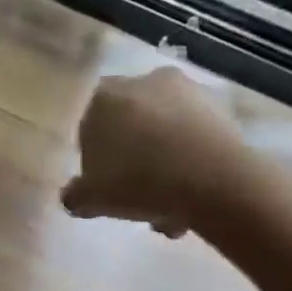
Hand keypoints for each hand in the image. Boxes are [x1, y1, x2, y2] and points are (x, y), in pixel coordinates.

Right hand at [62, 66, 259, 237]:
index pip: (89, 129)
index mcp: (103, 97)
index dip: (95, 163)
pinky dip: (191, 162)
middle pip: (131, 130)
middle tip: (137, 201)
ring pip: (165, 136)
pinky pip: (194, 138)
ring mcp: (185, 90)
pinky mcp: (218, 105)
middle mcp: (143, 81)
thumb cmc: (136, 182)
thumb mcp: (90, 199)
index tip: (105, 189)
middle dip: (134, 165)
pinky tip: (193, 197)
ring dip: (164, 169)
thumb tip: (73, 195)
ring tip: (169, 209)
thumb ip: (74, 195)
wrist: (209, 178)